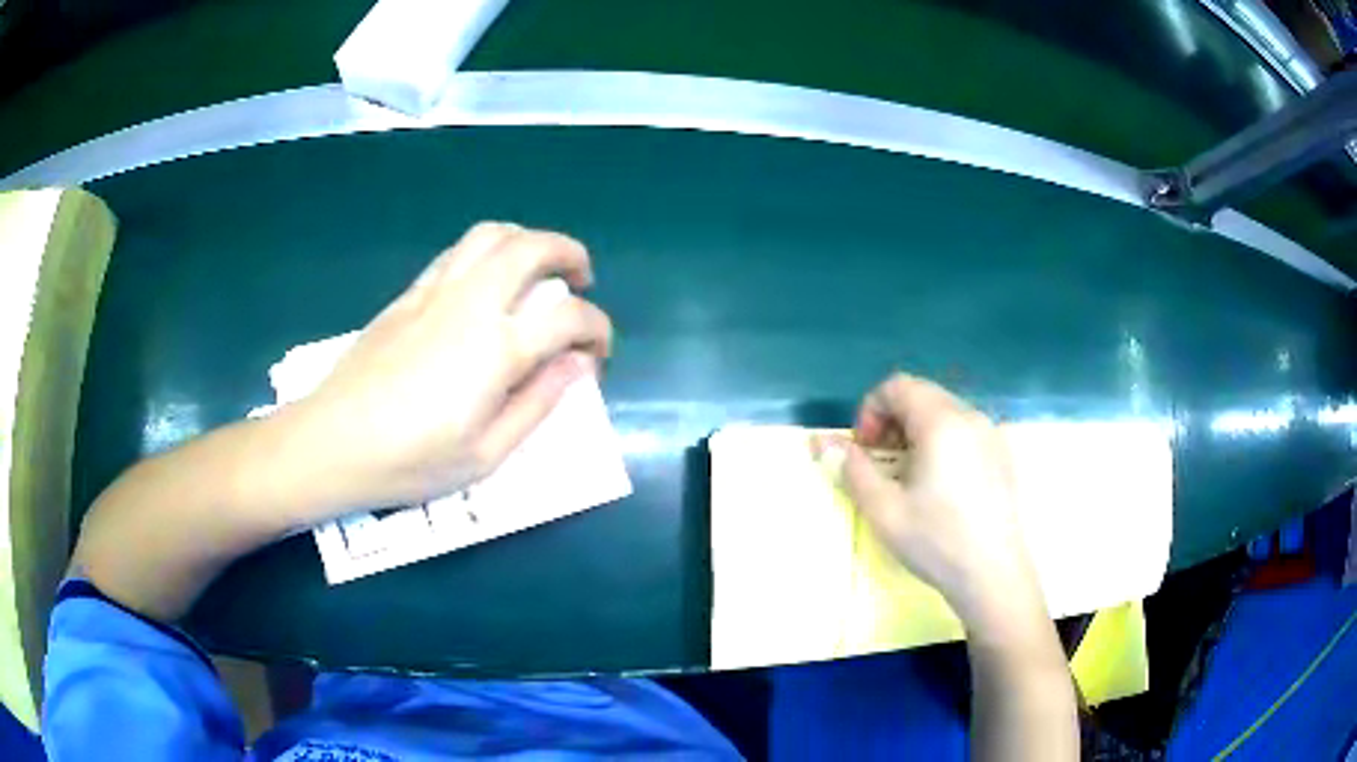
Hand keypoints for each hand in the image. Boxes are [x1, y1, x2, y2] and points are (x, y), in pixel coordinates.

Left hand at [283, 222, 612, 514]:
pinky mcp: (407, 296)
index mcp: (496, 350)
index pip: (568, 317)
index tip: (596, 356)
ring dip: (526, 240)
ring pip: (491, 235)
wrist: (333, 442)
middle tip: (582, 280)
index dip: (597, 330)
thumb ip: (538, 405)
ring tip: (537, 268)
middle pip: (532, 247)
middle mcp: (470, 304)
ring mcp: (435, 293)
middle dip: (569, 254)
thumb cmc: (411, 461)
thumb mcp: (486, 456)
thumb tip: (577, 367)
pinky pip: (455, 253)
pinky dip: (486, 252)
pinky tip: (486, 281)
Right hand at [815, 374, 1042, 630]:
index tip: (864, 449)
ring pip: (945, 412)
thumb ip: (852, 469)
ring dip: (916, 431)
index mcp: (941, 422)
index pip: (898, 386)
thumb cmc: (936, 540)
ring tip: (908, 475)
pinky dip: (942, 442)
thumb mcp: (883, 509)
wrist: (993, 573)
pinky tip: (940, 485)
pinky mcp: (1002, 454)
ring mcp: (991, 434)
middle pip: (922, 395)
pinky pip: (965, 430)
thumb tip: (827, 444)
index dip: (871, 410)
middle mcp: (970, 416)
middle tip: (881, 462)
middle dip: (892, 420)